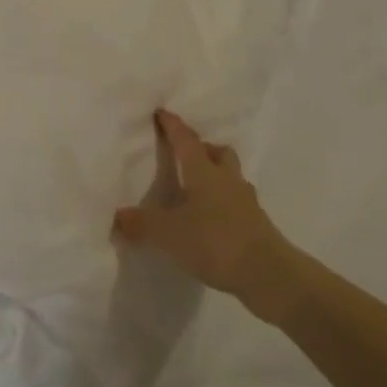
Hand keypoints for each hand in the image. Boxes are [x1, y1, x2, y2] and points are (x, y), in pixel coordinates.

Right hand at [112, 110, 302, 321]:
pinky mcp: (257, 225)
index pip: (186, 141)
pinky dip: (224, 204)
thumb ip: (142, 224)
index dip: (173, 126)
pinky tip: (213, 220)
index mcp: (204, 173)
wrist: (268, 273)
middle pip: (218, 153)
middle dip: (203, 149)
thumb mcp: (169, 234)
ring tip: (198, 189)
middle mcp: (227, 180)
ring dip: (216, 175)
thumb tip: (118, 216)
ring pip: (231, 177)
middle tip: (187, 154)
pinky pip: (237, 203)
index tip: (163, 112)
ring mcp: (246, 202)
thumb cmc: (215, 241)